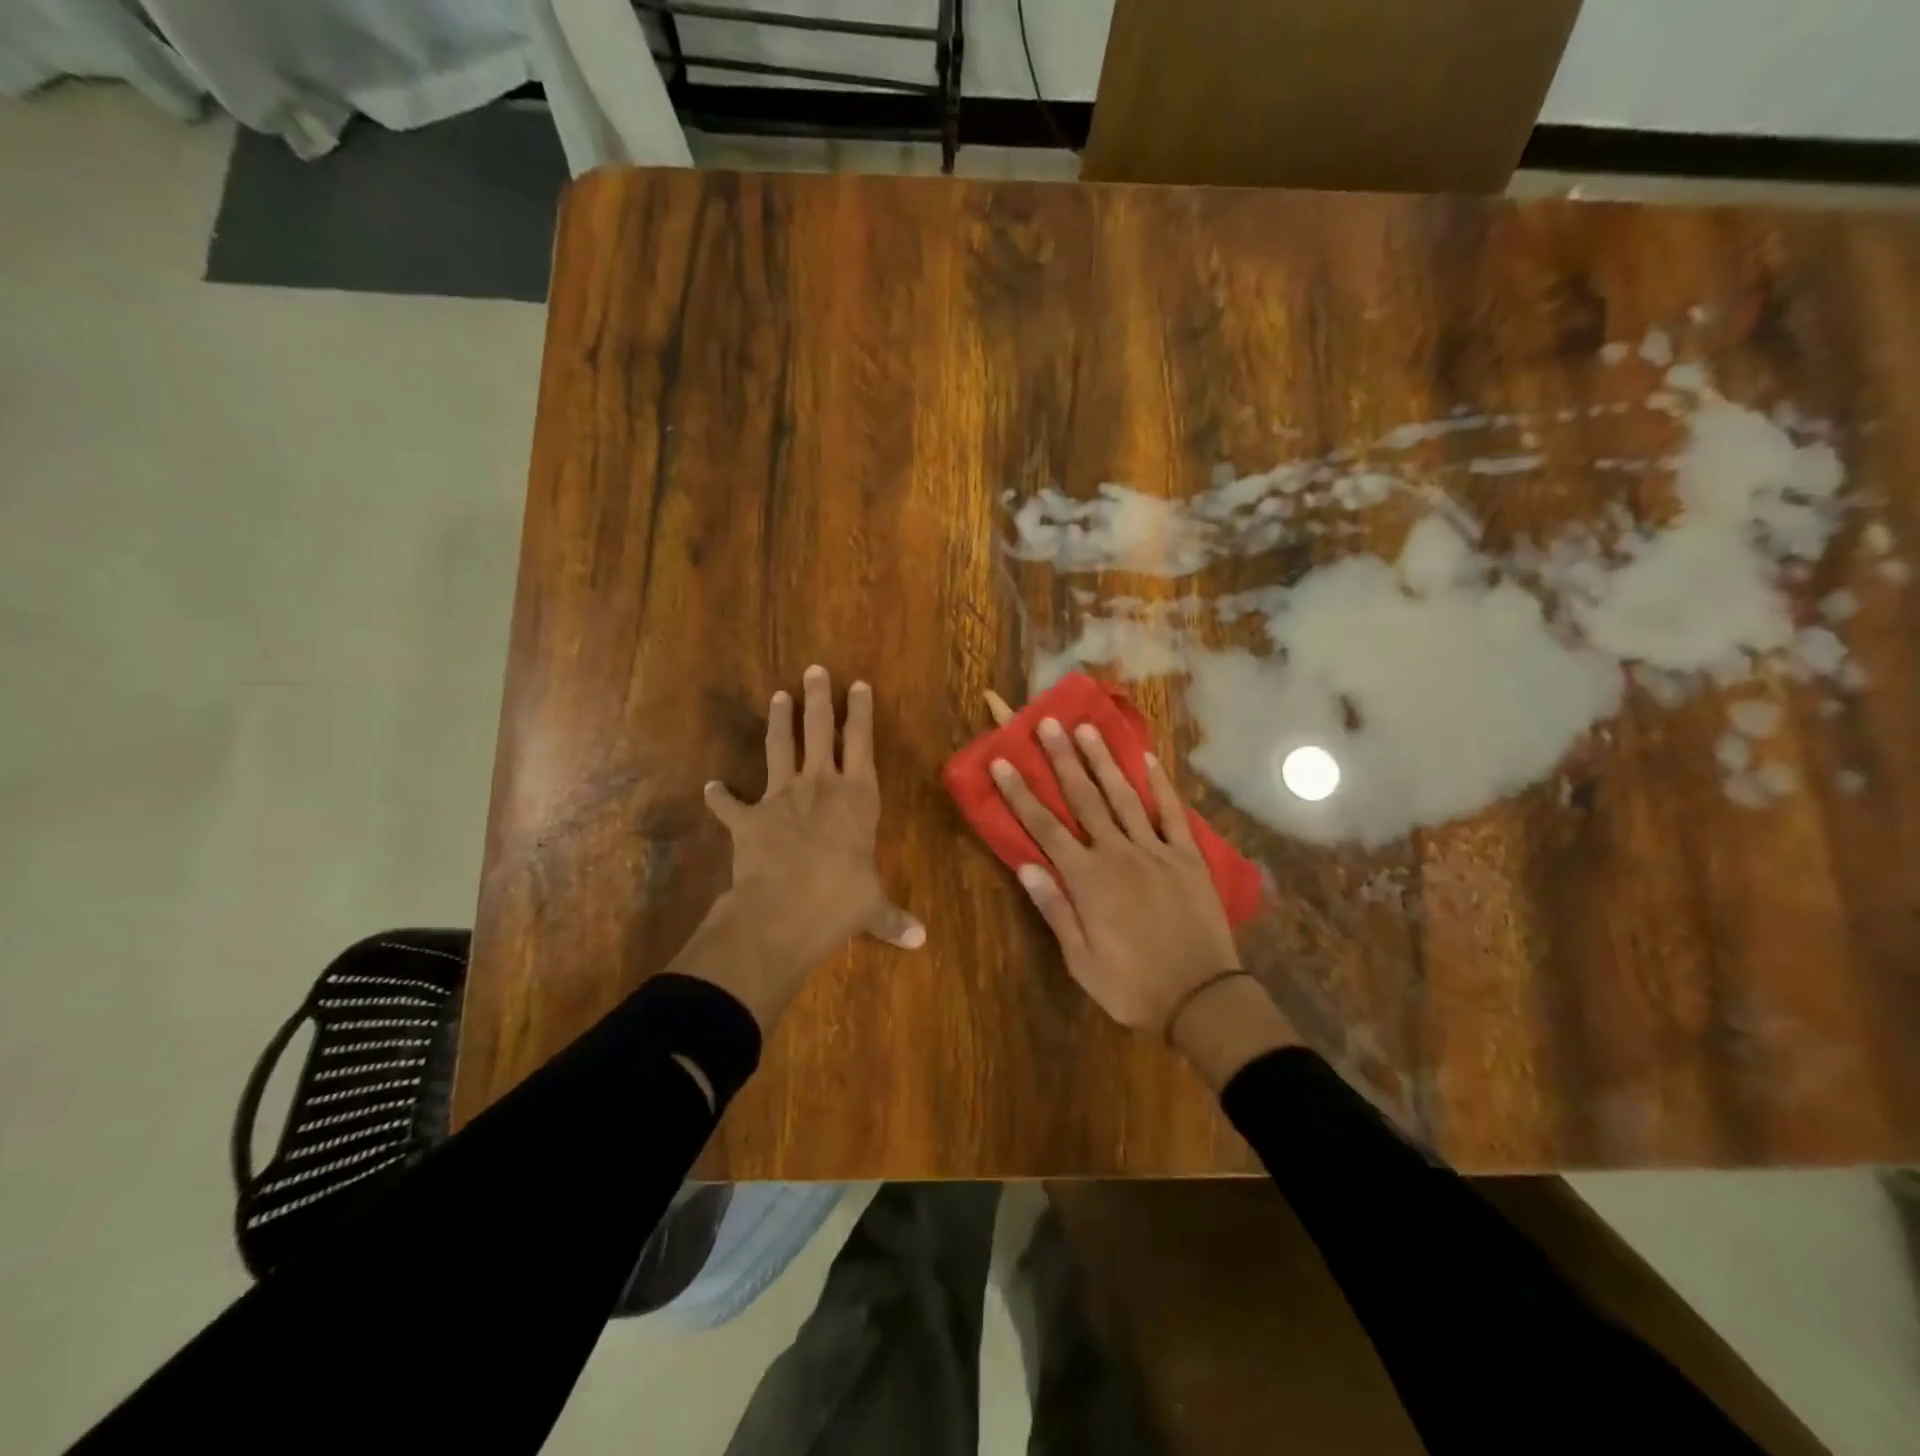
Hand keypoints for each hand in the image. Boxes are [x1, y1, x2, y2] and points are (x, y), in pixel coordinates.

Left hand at [689, 667, 923, 1029]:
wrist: (784, 911)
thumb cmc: (841, 900)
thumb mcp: (872, 907)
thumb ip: (891, 917)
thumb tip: (920, 941)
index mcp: (858, 797)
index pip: (862, 743)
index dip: (861, 712)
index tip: (858, 684)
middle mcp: (821, 785)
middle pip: (820, 730)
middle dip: (819, 698)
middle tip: (815, 670)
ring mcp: (781, 797)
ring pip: (780, 747)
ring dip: (779, 721)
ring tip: (778, 696)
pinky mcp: (748, 818)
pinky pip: (730, 803)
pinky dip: (720, 796)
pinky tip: (711, 787)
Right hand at [988, 712, 1241, 1034]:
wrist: (1201, 999)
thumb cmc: (1132, 986)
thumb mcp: (1081, 960)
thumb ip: (1055, 909)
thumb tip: (1027, 866)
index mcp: (1088, 880)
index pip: (1045, 828)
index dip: (1021, 793)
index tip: (1002, 761)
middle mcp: (1118, 854)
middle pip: (1084, 799)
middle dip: (1062, 760)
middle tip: (1047, 723)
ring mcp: (1156, 851)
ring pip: (1124, 796)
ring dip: (1104, 761)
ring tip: (1087, 728)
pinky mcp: (1188, 857)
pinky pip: (1172, 813)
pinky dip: (1160, 785)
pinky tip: (1149, 759)